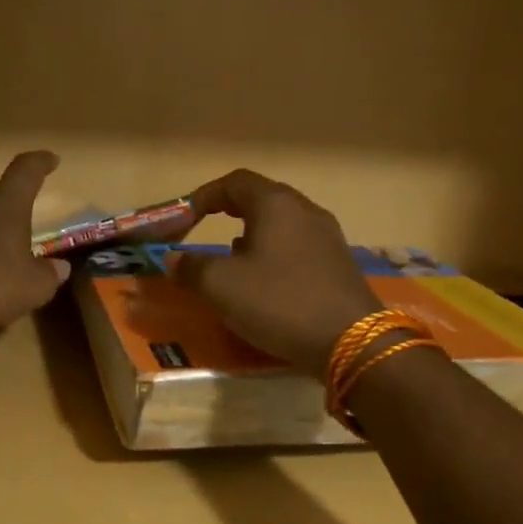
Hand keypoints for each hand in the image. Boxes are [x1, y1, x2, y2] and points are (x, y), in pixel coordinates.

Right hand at [175, 170, 379, 373]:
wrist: (351, 341)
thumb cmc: (279, 302)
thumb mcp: (222, 286)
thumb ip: (191, 268)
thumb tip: (171, 259)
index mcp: (276, 204)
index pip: (235, 182)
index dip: (204, 195)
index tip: (184, 217)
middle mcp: (305, 211)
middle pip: (262, 199)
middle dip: (229, 214)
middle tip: (206, 234)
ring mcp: (327, 237)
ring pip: (281, 225)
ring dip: (252, 237)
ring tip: (232, 261)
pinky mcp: (338, 264)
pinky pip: (297, 248)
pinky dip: (274, 256)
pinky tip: (265, 284)